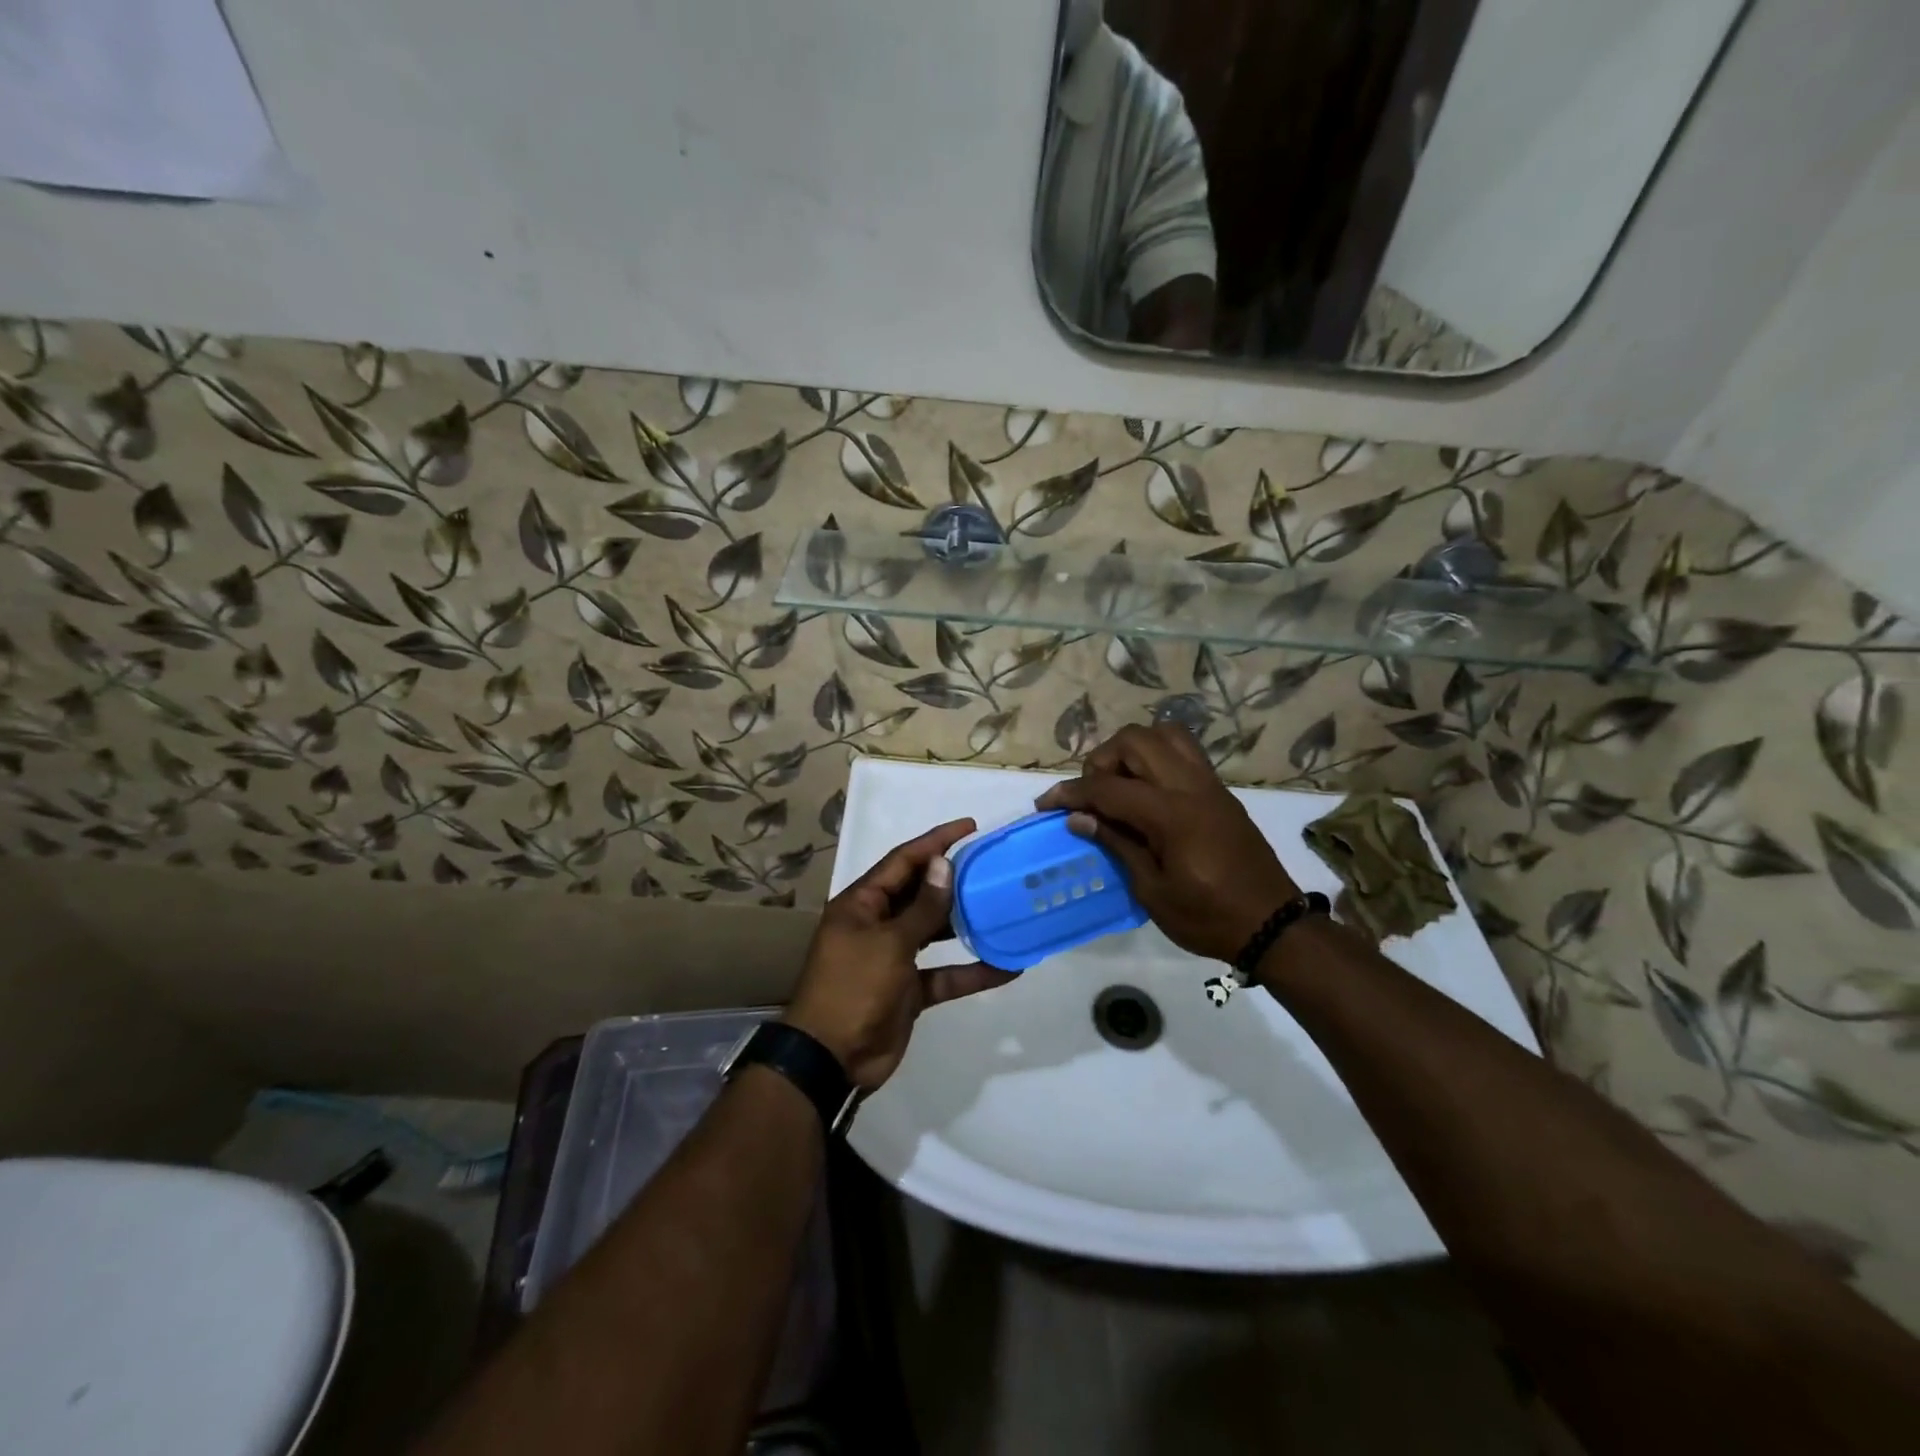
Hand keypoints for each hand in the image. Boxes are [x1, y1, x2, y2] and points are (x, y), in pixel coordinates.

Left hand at [785, 818, 1016, 1089]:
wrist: (831, 1059)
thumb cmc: (853, 988)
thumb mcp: (889, 943)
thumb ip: (922, 907)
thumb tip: (944, 865)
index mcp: (862, 904)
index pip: (902, 861)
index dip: (935, 842)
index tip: (969, 827)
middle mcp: (877, 925)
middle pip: (920, 893)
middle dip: (953, 880)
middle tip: (992, 866)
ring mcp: (893, 958)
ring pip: (934, 932)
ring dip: (965, 923)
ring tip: (1002, 906)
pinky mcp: (909, 990)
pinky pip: (944, 974)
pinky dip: (971, 971)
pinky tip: (1007, 966)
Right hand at [1036, 723, 1299, 962]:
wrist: (1272, 925)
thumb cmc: (1207, 917)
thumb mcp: (1152, 891)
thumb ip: (1117, 845)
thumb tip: (1079, 818)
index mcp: (1171, 814)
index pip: (1108, 788)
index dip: (1071, 793)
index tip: (1045, 804)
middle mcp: (1190, 786)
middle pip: (1134, 741)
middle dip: (1102, 761)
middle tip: (1092, 796)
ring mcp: (1209, 784)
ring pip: (1163, 734)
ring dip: (1132, 750)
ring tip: (1120, 785)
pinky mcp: (1220, 790)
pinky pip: (1184, 751)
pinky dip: (1157, 756)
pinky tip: (1147, 791)